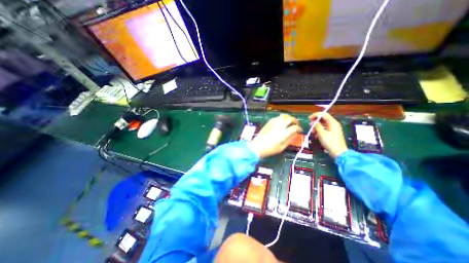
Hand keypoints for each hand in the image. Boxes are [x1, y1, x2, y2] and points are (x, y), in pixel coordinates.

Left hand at [247, 113, 302, 157]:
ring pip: (283, 116)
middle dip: (295, 120)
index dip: (299, 128)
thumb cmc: (270, 149)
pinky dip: (280, 118)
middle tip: (296, 124)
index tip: (300, 130)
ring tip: (289, 121)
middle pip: (290, 119)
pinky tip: (281, 122)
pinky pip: (276, 117)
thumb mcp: (282, 147)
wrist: (257, 146)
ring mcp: (273, 123)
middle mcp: (279, 126)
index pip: (294, 127)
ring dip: (288, 117)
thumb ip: (289, 140)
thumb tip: (295, 134)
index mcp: (284, 133)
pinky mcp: (268, 123)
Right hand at [311, 111, 344, 158]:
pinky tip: (315, 135)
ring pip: (323, 124)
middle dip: (315, 122)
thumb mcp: (321, 133)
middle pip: (323, 119)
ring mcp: (333, 129)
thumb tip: (313, 122)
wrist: (338, 152)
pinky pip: (324, 129)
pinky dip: (319, 130)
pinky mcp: (332, 133)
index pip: (323, 114)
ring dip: (316, 127)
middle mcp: (333, 124)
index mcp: (332, 122)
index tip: (309, 119)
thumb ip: (317, 126)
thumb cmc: (330, 142)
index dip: (315, 115)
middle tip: (310, 126)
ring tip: (312, 132)